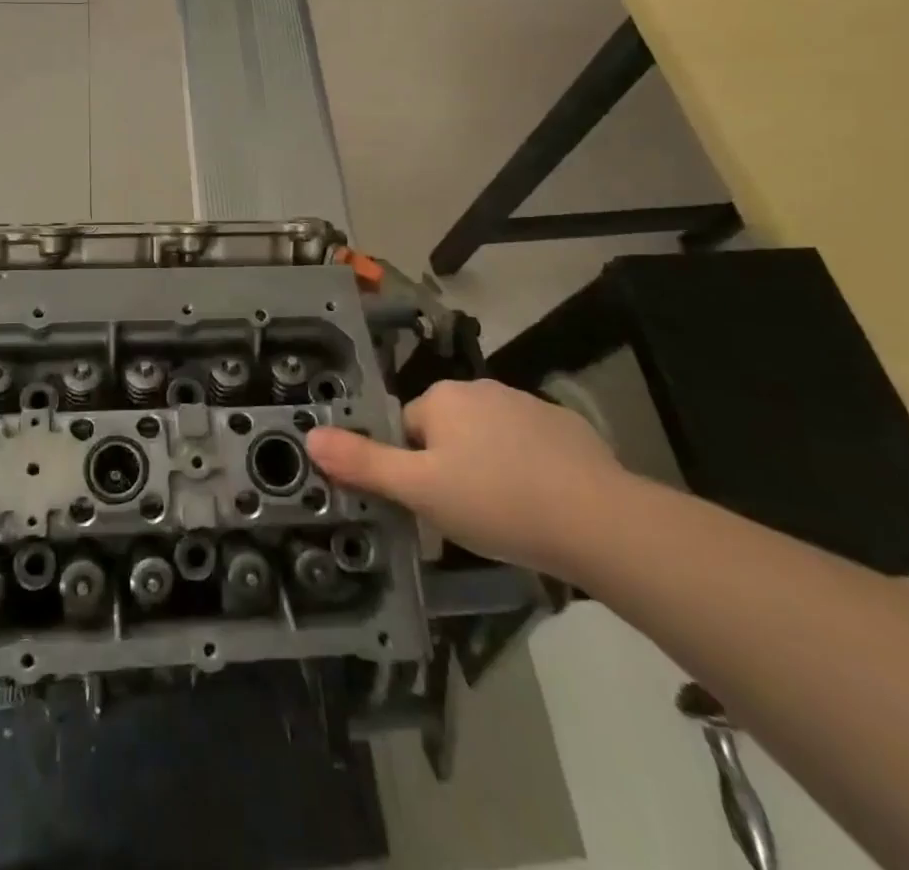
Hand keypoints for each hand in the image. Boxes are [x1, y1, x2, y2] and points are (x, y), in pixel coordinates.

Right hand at [305, 379, 629, 576]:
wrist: (598, 520)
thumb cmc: (496, 501)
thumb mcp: (420, 490)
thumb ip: (363, 463)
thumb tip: (310, 437)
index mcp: (442, 398)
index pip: (405, 428)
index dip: (412, 468)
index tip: (430, 504)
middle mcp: (480, 389)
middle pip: (445, 432)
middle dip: (448, 467)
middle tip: (463, 514)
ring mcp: (526, 404)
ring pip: (486, 439)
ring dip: (486, 467)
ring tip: (503, 515)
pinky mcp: (565, 427)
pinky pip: (527, 446)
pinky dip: (525, 469)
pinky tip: (540, 504)